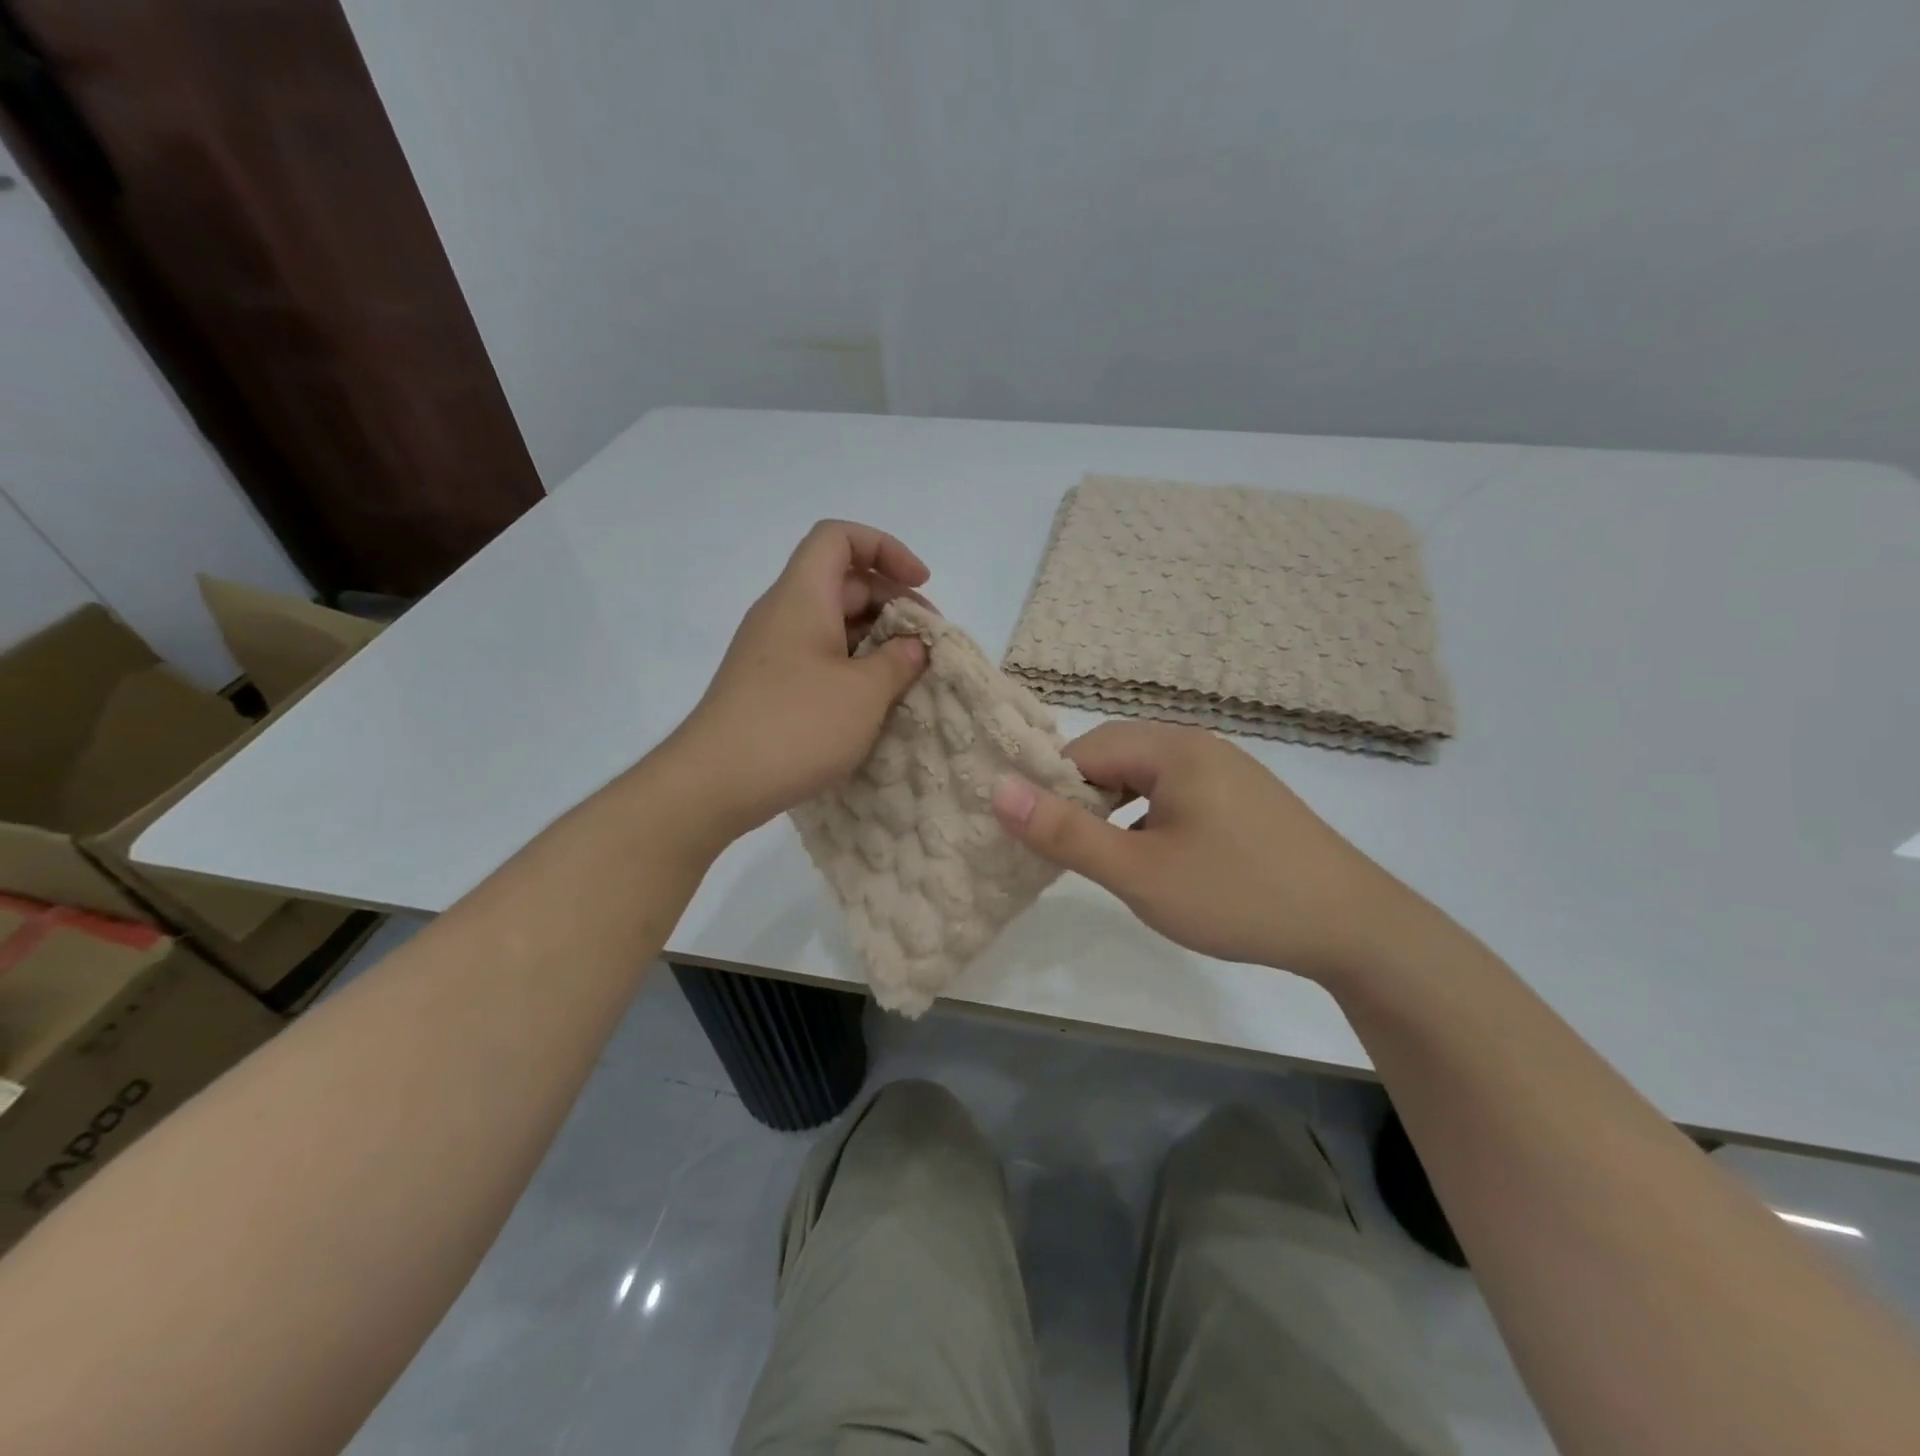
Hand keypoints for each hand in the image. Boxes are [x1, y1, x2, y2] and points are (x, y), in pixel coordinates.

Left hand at [672, 520, 929, 843]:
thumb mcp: (864, 693)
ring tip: (908, 677)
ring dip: (875, 641)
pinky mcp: (768, 686)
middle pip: (842, 582)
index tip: (921, 584)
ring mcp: (771, 652)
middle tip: (927, 643)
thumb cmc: (796, 726)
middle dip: (892, 602)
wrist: (715, 783)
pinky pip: (818, 658)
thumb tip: (912, 646)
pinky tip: (874, 703)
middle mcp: (783, 614)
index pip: (840, 538)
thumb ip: (898, 661)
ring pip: (832, 624)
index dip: (886, 548)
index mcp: (802, 597)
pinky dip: (853, 668)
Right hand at [991, 721, 1424, 984]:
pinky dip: (1151, 820)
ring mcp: (1227, 770)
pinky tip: (1159, 860)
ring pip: (1146, 779)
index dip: (1053, 790)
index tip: (1040, 839)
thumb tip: (997, 790)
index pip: (1085, 750)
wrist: (1354, 927)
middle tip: (1073, 855)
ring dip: (1117, 813)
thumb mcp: (1139, 872)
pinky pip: (1177, 795)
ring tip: (1112, 861)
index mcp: (1172, 748)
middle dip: (1084, 801)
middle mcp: (1198, 745)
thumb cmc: (1237, 895)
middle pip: (1115, 758)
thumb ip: (1065, 832)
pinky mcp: (1244, 798)